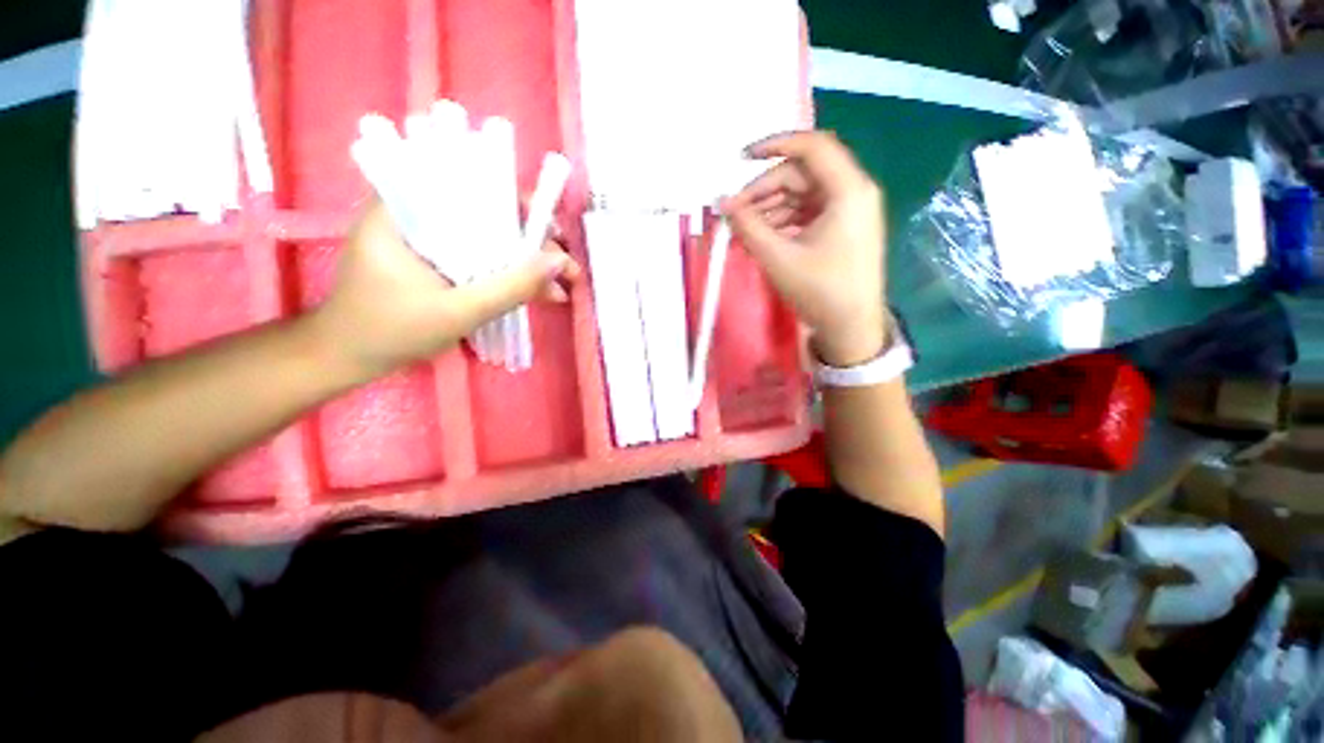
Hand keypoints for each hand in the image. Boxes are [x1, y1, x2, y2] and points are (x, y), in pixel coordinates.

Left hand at [309, 201, 580, 378]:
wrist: (349, 358)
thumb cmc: (390, 332)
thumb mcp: (456, 313)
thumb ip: (509, 287)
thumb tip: (559, 264)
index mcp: (405, 210)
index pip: (470, 185)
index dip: (518, 203)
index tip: (550, 230)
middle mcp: (419, 215)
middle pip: (487, 214)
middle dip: (532, 241)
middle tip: (565, 268)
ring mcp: (430, 239)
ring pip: (490, 239)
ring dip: (527, 262)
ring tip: (560, 287)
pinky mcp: (439, 261)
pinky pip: (482, 259)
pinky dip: (510, 275)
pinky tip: (537, 293)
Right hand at [721, 131, 887, 366]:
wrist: (852, 329)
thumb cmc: (820, 291)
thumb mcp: (778, 258)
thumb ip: (747, 226)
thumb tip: (721, 202)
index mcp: (848, 190)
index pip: (811, 146)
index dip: (773, 145)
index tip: (740, 160)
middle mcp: (853, 192)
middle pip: (802, 174)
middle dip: (764, 190)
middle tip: (734, 213)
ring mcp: (849, 212)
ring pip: (803, 195)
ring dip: (770, 208)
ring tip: (743, 230)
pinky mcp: (842, 229)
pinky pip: (808, 213)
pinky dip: (784, 222)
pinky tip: (762, 237)